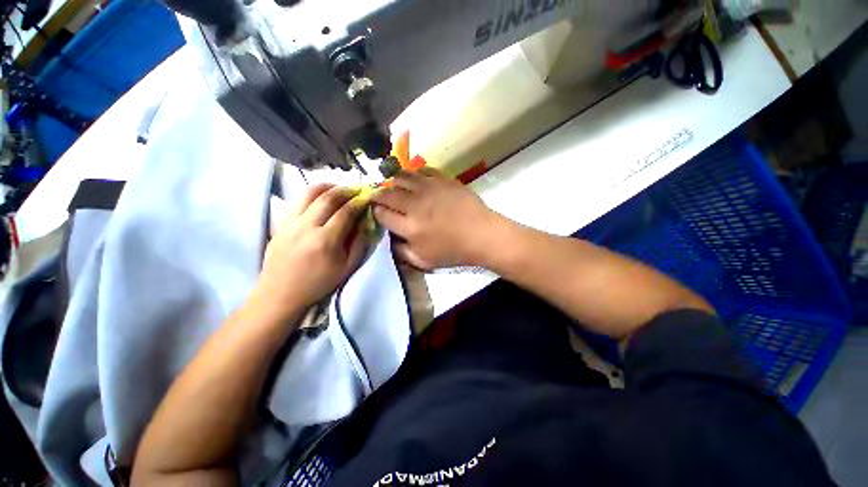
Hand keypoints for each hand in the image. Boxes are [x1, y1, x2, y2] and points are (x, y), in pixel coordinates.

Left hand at [255, 184, 370, 319]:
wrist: (280, 294)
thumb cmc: (319, 283)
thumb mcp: (347, 268)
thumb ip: (360, 243)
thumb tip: (366, 222)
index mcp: (326, 240)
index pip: (346, 212)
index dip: (359, 202)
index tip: (368, 197)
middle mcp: (307, 226)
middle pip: (328, 197)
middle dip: (346, 190)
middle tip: (356, 189)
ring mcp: (291, 222)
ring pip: (309, 193)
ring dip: (327, 187)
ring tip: (339, 188)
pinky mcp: (281, 223)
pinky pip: (297, 200)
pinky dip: (311, 193)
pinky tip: (320, 197)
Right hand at [371, 168, 501, 269]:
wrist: (482, 235)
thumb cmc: (454, 251)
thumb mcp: (424, 262)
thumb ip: (402, 252)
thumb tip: (389, 238)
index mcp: (409, 227)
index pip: (382, 214)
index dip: (376, 212)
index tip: (378, 212)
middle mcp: (415, 204)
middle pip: (387, 193)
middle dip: (378, 194)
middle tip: (380, 196)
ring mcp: (429, 188)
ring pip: (401, 177)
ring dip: (394, 181)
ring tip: (396, 186)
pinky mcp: (442, 179)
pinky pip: (422, 170)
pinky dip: (415, 174)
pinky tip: (417, 181)